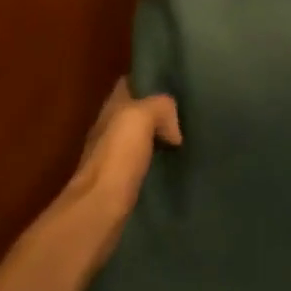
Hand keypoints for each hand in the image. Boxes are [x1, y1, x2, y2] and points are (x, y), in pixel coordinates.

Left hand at [45, 79, 180, 263]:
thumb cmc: (117, 159)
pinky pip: (147, 164)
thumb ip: (160, 107)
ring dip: (162, 138)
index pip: (130, 84)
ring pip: (143, 139)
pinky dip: (161, 162)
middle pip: (138, 112)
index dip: (150, 80)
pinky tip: (179, 165)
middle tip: (191, 112)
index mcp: (111, 109)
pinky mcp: (123, 184)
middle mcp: (110, 130)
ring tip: (192, 137)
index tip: (177, 83)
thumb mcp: (139, 117)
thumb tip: (175, 130)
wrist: (99, 211)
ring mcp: (115, 158)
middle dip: (161, 111)